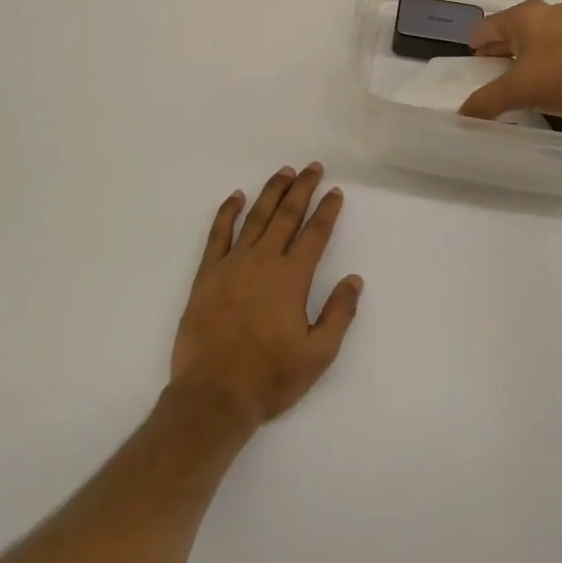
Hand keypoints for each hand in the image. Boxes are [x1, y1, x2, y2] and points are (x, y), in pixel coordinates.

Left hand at [169, 164, 361, 429]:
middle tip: (313, 167)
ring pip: (256, 217)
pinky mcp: (207, 274)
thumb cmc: (270, 377)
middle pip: (287, 215)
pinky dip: (227, 212)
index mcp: (292, 278)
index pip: (315, 234)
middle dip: (302, 188)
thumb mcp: (318, 355)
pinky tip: (236, 196)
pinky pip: (218, 234)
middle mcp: (263, 261)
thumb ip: (338, 314)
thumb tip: (354, 279)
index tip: (335, 192)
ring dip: (272, 192)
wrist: (214, 394)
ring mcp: (232, 264)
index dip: (327, 211)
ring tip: (284, 172)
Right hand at [457, 0, 561, 119]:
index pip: (486, 27)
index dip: (474, 46)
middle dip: (499, 51)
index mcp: (523, 16)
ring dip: (524, 56)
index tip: (471, 64)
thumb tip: (462, 114)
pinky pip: (559, 45)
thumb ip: (487, 101)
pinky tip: (552, 80)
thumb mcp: (520, 91)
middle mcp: (546, 12)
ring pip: (537, 37)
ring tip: (521, 80)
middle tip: (491, 75)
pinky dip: (548, 59)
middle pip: (511, 30)